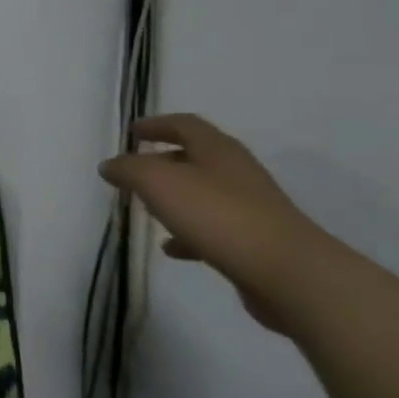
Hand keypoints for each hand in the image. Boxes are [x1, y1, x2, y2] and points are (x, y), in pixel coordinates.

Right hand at [99, 114, 338, 332]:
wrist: (288, 273)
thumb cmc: (217, 215)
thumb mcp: (157, 182)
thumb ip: (128, 169)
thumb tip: (110, 165)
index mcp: (217, 149)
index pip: (184, 124)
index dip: (156, 125)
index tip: (132, 132)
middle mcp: (236, 172)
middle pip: (195, 157)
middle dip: (163, 161)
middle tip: (134, 172)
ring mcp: (250, 207)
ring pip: (203, 194)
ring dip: (174, 198)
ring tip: (147, 211)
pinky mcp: (256, 241)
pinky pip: (214, 228)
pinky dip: (188, 233)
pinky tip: (172, 249)